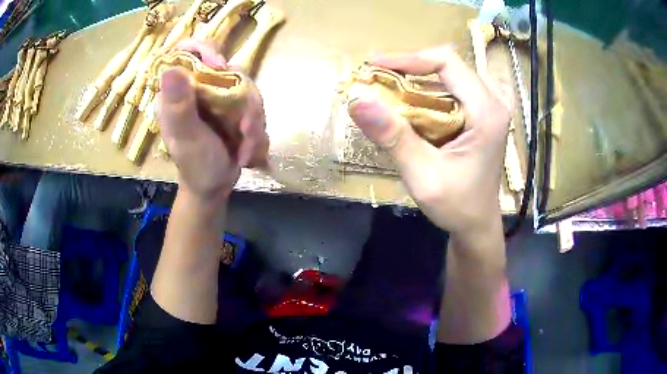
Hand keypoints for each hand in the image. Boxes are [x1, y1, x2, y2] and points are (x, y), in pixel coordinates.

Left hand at [158, 39, 268, 200]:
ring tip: (246, 150)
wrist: (214, 187)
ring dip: (254, 121)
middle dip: (244, 100)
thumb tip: (170, 69)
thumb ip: (178, 106)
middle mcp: (200, 87)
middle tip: (245, 129)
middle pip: (229, 68)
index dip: (205, 50)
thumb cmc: (195, 166)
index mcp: (180, 90)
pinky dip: (257, 131)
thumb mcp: (186, 138)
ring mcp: (220, 96)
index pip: (188, 51)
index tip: (220, 66)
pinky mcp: (236, 107)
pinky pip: (256, 106)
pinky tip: (248, 152)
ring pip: (247, 88)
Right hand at [348, 46, 513, 235]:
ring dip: (417, 78)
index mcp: (487, 112)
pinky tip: (411, 104)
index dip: (408, 58)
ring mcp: (491, 106)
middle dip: (409, 68)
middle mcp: (493, 101)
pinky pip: (453, 88)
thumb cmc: (456, 205)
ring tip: (388, 90)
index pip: (447, 62)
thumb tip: (357, 99)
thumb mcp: (422, 175)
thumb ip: (393, 137)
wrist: (477, 224)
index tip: (375, 67)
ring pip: (450, 73)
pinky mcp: (484, 114)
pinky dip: (428, 90)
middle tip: (377, 80)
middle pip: (448, 64)